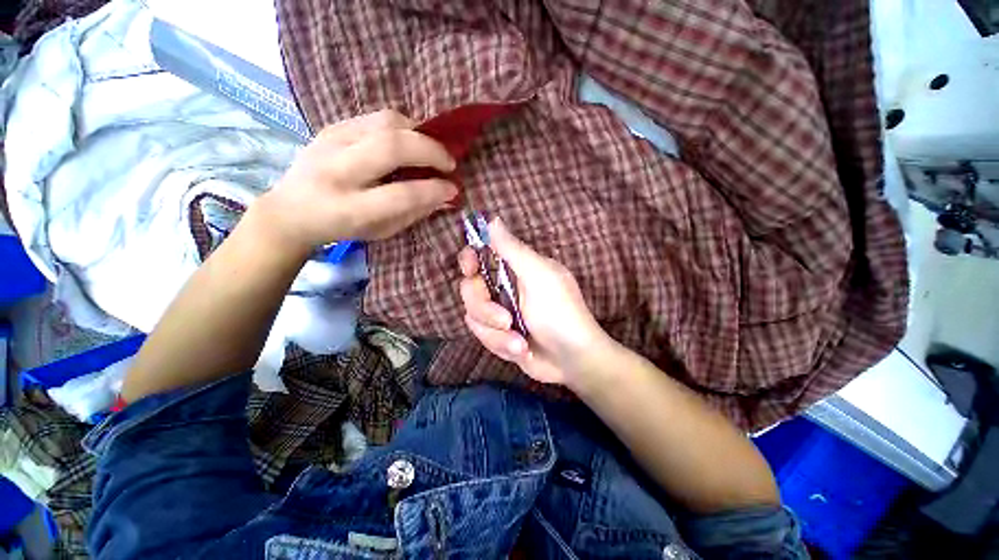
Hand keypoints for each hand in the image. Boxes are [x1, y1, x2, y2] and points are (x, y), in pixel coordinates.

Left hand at [253, 110, 457, 253]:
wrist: (291, 210)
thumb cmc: (343, 228)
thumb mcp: (382, 231)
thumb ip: (415, 212)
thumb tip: (446, 196)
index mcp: (351, 209)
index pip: (402, 194)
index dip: (434, 189)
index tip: (453, 189)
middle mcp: (338, 171)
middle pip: (392, 147)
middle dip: (431, 150)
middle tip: (449, 162)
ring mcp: (331, 143)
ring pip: (385, 122)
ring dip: (418, 132)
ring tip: (431, 149)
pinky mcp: (331, 127)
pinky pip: (375, 118)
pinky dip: (402, 127)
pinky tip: (409, 141)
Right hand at [458, 218, 613, 386]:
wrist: (573, 359)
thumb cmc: (561, 312)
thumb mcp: (539, 276)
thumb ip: (513, 249)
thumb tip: (493, 219)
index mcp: (514, 269)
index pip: (480, 256)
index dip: (469, 259)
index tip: (471, 268)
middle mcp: (503, 288)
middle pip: (470, 290)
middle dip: (485, 309)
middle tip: (507, 320)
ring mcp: (499, 312)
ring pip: (474, 317)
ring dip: (497, 335)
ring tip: (521, 342)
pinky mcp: (498, 335)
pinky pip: (483, 337)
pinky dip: (502, 346)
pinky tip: (522, 350)